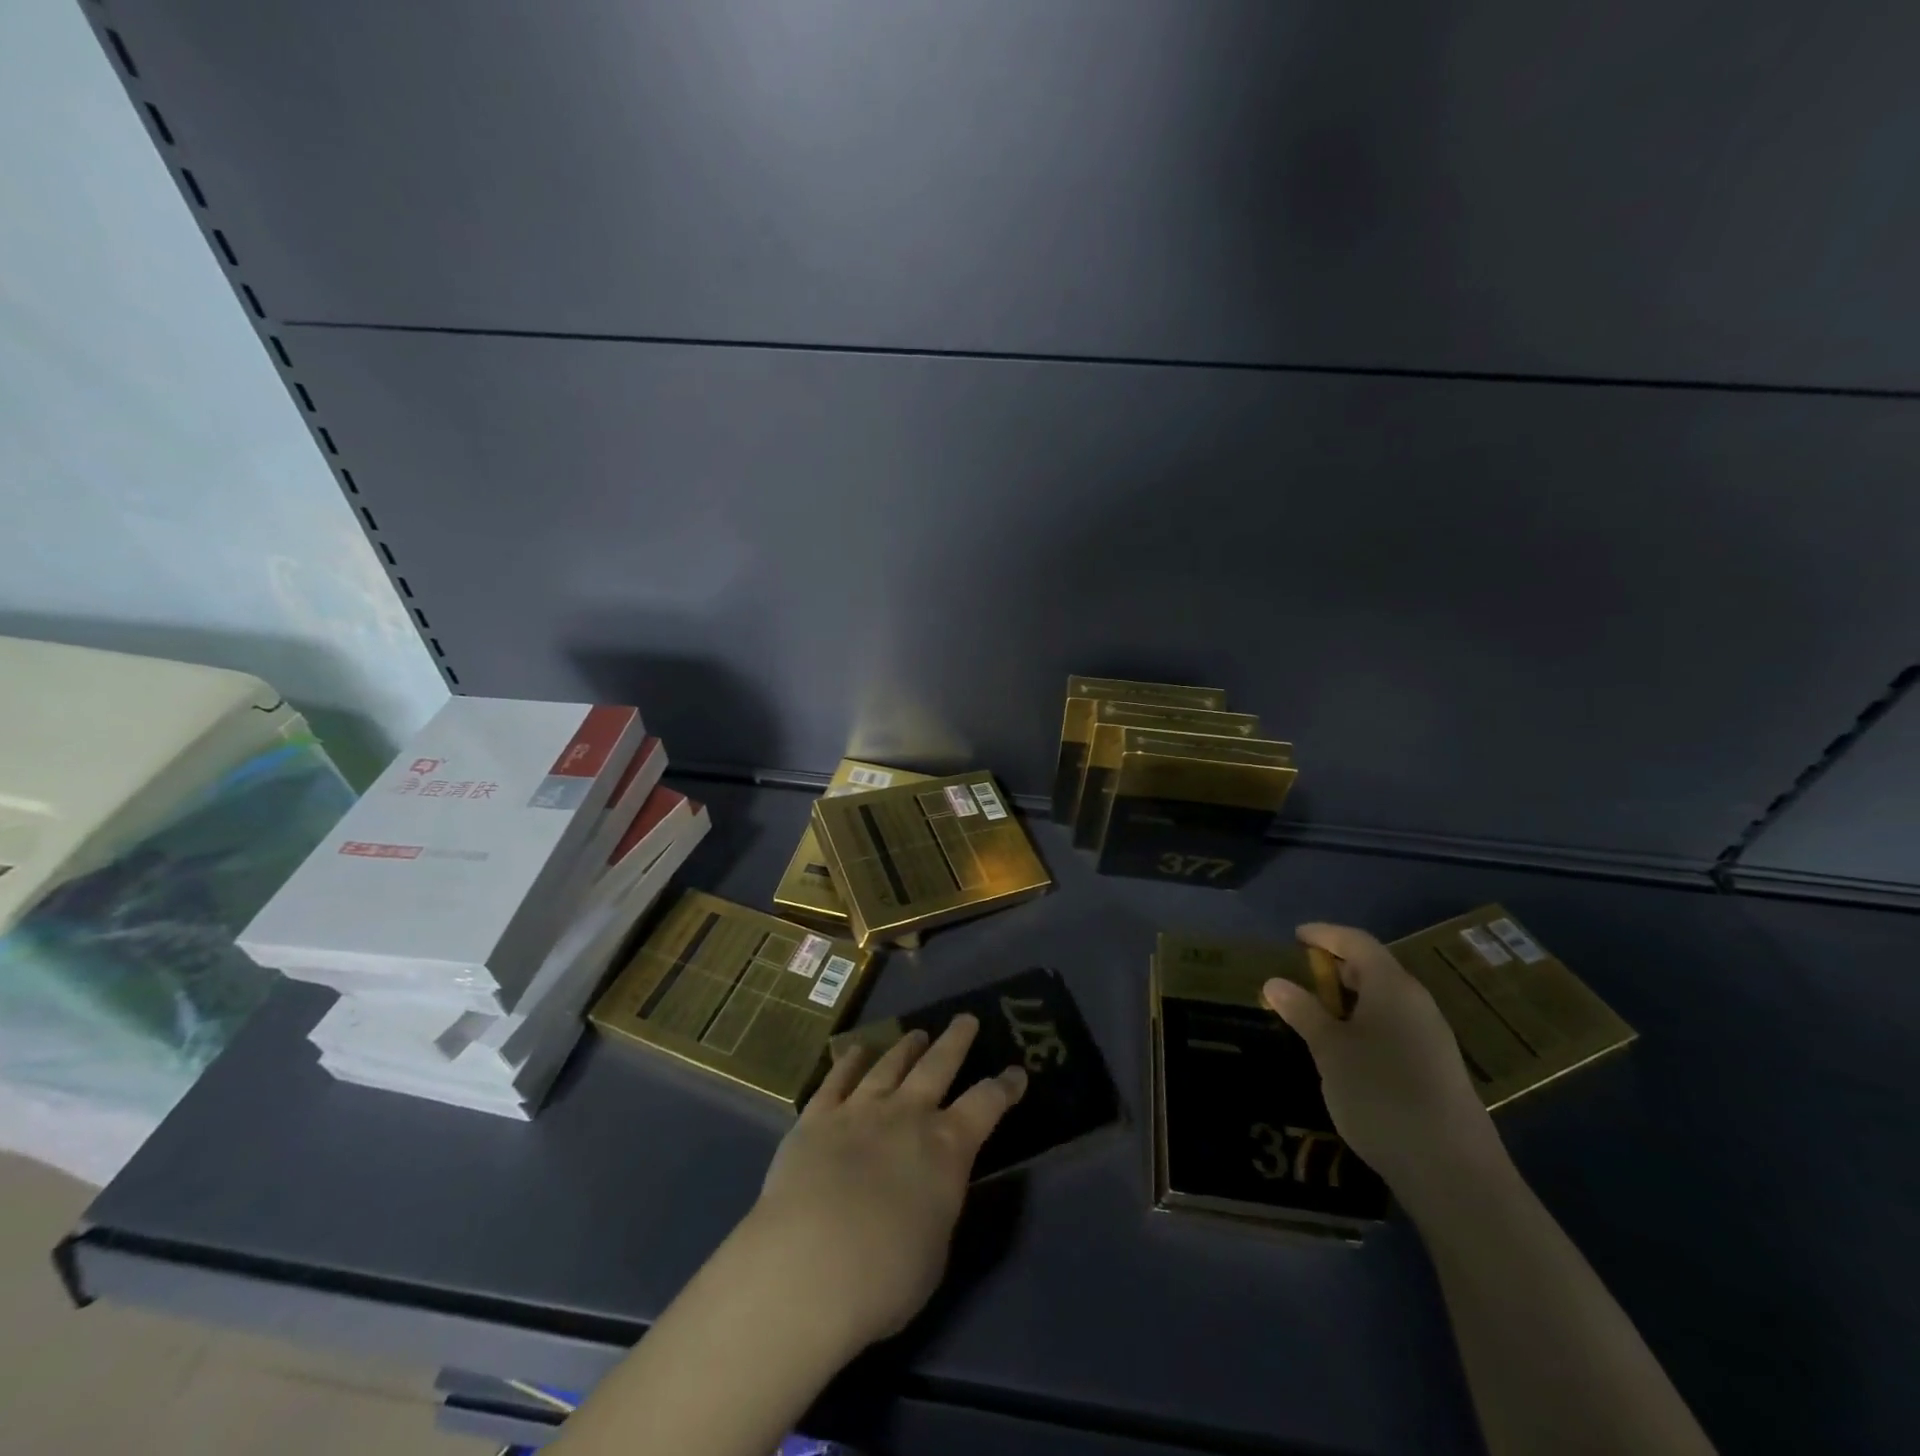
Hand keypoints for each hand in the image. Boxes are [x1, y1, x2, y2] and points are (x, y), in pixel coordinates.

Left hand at [745, 1014, 1027, 1354]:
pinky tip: (856, 1051)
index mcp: (946, 1148)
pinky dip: (849, 1062)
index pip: (987, 1105)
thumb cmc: (884, 1278)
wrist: (808, 1268)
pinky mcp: (817, 1118)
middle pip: (938, 1065)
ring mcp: (860, 1111)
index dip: (1005, 1087)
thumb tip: (934, 1185)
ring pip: (889, 1065)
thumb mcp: (936, 1249)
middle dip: (956, 1041)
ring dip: (906, 1047)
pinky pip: (837, 1079)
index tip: (1016, 1072)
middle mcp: (907, 1116)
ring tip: (916, 1034)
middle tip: (966, 1019)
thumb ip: (939, 1203)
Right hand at [1262, 922, 1503, 1203]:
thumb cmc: (1380, 1093)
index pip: (1357, 942)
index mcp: (1393, 987)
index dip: (1325, 934)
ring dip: (1350, 999)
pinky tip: (1347, 1050)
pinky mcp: (1436, 1068)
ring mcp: (1432, 1037)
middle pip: (1375, 969)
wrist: (1451, 1170)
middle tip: (1301, 976)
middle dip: (1337, 967)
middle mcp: (1417, 1003)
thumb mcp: (1329, 1049)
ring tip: (1317, 1013)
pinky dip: (1366, 1024)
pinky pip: (1395, 1027)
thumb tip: (1274, 982)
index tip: (1296, 936)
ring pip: (1385, 1001)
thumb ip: (1302, 1011)